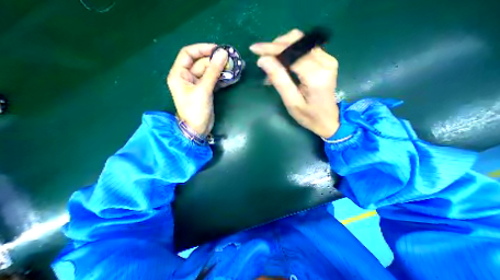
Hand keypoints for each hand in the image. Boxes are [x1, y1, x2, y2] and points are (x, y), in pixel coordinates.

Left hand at [168, 43, 229, 134]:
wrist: (198, 129)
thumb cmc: (195, 110)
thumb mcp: (203, 90)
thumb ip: (213, 72)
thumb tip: (223, 54)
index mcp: (179, 74)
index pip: (188, 54)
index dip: (202, 49)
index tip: (217, 49)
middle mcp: (187, 77)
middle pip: (201, 63)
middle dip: (215, 61)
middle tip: (230, 60)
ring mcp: (197, 85)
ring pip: (209, 72)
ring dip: (220, 70)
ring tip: (233, 67)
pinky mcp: (206, 91)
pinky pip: (213, 81)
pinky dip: (221, 79)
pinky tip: (230, 77)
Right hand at [249, 29, 339, 138]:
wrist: (329, 120)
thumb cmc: (309, 116)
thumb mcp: (291, 102)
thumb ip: (279, 80)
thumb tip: (264, 60)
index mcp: (316, 75)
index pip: (291, 53)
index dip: (271, 49)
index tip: (255, 49)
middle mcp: (325, 62)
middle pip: (297, 42)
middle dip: (275, 47)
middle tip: (262, 58)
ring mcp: (328, 59)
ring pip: (300, 41)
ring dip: (282, 48)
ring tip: (271, 62)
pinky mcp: (327, 60)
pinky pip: (305, 48)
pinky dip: (290, 52)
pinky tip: (282, 63)